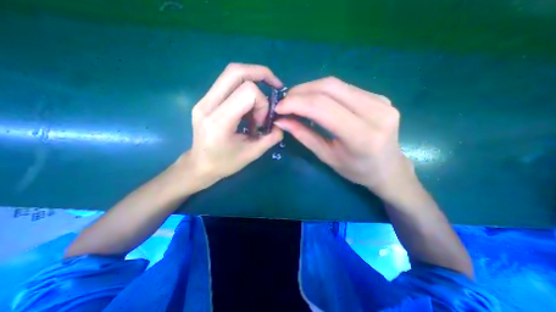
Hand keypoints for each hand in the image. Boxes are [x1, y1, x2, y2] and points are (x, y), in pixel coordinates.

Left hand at [178, 62, 282, 189]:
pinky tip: (250, 105)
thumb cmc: (224, 163)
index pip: (248, 92)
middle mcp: (207, 104)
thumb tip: (281, 124)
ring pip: (231, 73)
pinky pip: (228, 83)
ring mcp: (203, 100)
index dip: (263, 103)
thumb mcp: (252, 154)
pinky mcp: (205, 100)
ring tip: (262, 101)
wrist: (199, 165)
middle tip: (275, 86)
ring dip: (253, 80)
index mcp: (219, 121)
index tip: (262, 122)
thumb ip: (271, 138)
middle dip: (261, 74)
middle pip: (236, 71)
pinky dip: (244, 88)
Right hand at [273, 76, 416, 202]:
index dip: (296, 103)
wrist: (389, 168)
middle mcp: (376, 112)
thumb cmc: (357, 170)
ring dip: (310, 89)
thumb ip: (304, 135)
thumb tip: (281, 120)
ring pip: (335, 84)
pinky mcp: (379, 96)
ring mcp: (380, 101)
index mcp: (362, 136)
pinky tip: (314, 101)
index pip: (322, 107)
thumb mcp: (327, 157)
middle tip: (285, 102)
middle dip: (300, 92)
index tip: (278, 108)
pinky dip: (323, 91)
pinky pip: (344, 88)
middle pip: (329, 88)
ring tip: (295, 101)